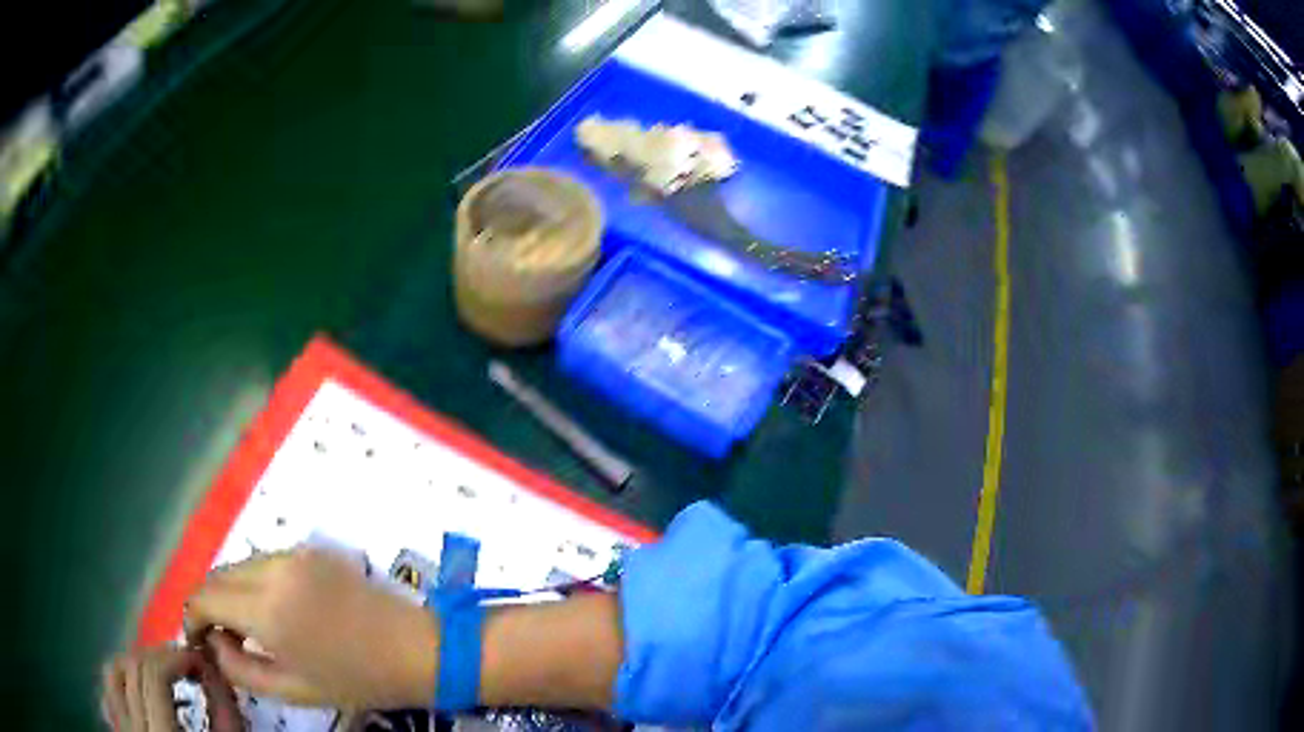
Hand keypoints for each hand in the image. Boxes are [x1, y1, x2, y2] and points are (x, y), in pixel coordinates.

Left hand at [101, 645, 242, 731]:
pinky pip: (110, 693)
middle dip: (160, 657)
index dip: (176, 657)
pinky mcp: (120, 730)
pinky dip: (123, 681)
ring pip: (114, 673)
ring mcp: (122, 727)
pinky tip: (140, 691)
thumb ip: (224, 716)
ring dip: (138, 665)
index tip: (201, 661)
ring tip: (162, 674)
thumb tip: (215, 672)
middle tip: (187, 665)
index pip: (154, 674)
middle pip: (133, 667)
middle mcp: (133, 726)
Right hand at [183, 548, 436, 709]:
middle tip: (222, 639)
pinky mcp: (312, 549)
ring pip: (241, 565)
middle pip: (219, 576)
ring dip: (232, 592)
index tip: (197, 640)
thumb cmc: (357, 680)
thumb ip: (240, 668)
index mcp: (267, 608)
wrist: (418, 649)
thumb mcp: (293, 689)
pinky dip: (256, 581)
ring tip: (249, 628)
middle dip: (210, 604)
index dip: (192, 617)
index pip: (204, 597)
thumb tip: (212, 644)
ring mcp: (294, 553)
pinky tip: (275, 609)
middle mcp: (273, 569)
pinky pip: (267, 561)